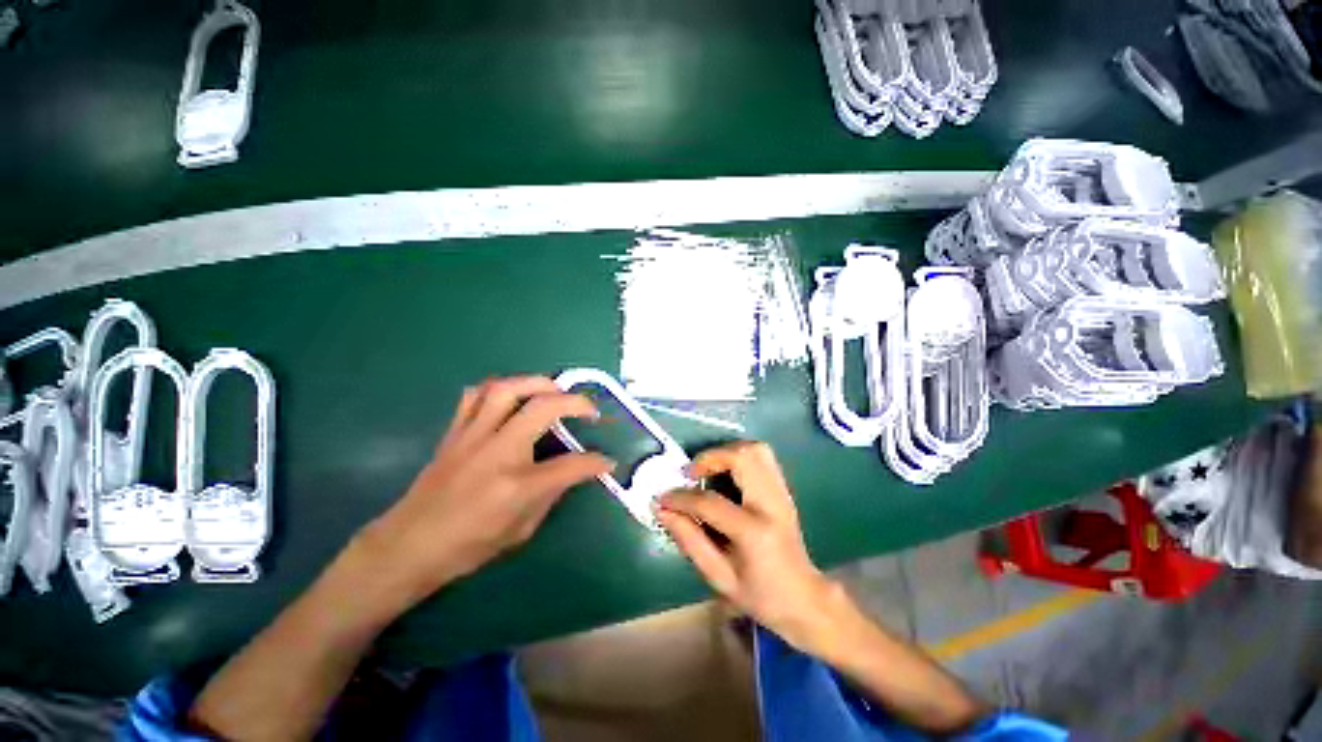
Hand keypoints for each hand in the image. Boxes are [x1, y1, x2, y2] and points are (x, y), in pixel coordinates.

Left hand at [358, 376, 613, 606]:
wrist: (407, 547)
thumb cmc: (468, 547)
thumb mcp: (521, 531)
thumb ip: (551, 494)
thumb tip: (574, 471)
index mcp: (517, 486)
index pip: (571, 465)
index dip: (597, 462)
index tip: (608, 461)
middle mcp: (497, 452)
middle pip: (543, 407)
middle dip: (576, 402)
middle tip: (589, 409)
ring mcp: (472, 437)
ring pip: (507, 388)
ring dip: (537, 383)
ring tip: (554, 391)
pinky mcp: (454, 432)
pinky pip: (475, 395)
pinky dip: (498, 388)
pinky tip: (511, 398)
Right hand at [656, 441, 834, 650]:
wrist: (804, 598)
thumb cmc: (760, 595)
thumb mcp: (718, 576)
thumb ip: (689, 539)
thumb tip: (662, 509)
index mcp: (754, 533)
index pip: (710, 502)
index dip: (681, 497)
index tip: (662, 498)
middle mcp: (771, 504)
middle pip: (742, 457)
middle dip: (710, 458)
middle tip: (691, 474)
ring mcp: (781, 493)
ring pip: (755, 449)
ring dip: (726, 452)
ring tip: (708, 470)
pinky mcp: (783, 489)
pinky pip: (762, 457)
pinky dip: (739, 456)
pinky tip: (726, 474)